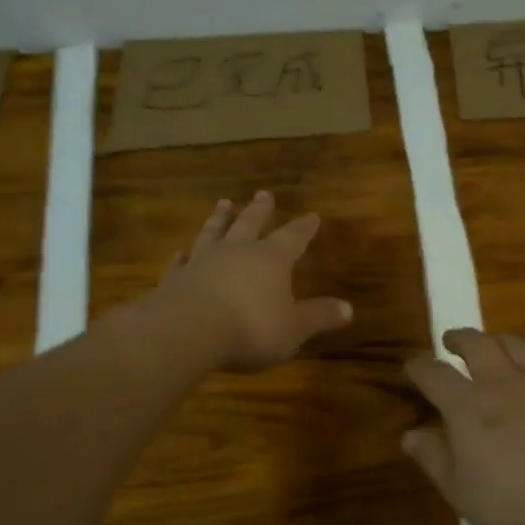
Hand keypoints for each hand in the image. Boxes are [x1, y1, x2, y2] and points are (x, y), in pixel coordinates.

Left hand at [159, 191, 353, 370]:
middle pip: (250, 223)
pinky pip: (180, 263)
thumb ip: (319, 316)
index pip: (293, 237)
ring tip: (223, 203)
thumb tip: (348, 309)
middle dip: (260, 209)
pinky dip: (181, 257)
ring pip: (213, 233)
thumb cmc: (251, 328)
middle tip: (264, 193)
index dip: (304, 227)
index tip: (312, 215)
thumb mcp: (294, 328)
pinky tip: (180, 252)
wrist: (188, 332)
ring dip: (219, 219)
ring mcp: (202, 262)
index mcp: (271, 259)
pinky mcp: (175, 279)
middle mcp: (237, 252)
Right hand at [402, 328, 524, 524]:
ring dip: (496, 340)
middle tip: (451, 340)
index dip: (418, 367)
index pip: (434, 373)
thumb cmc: (516, 499)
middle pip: (476, 343)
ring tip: (491, 345)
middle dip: (459, 338)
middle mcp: (500, 382)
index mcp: (466, 405)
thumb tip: (410, 434)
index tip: (412, 366)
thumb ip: (434, 458)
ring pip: (514, 344)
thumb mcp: (462, 491)